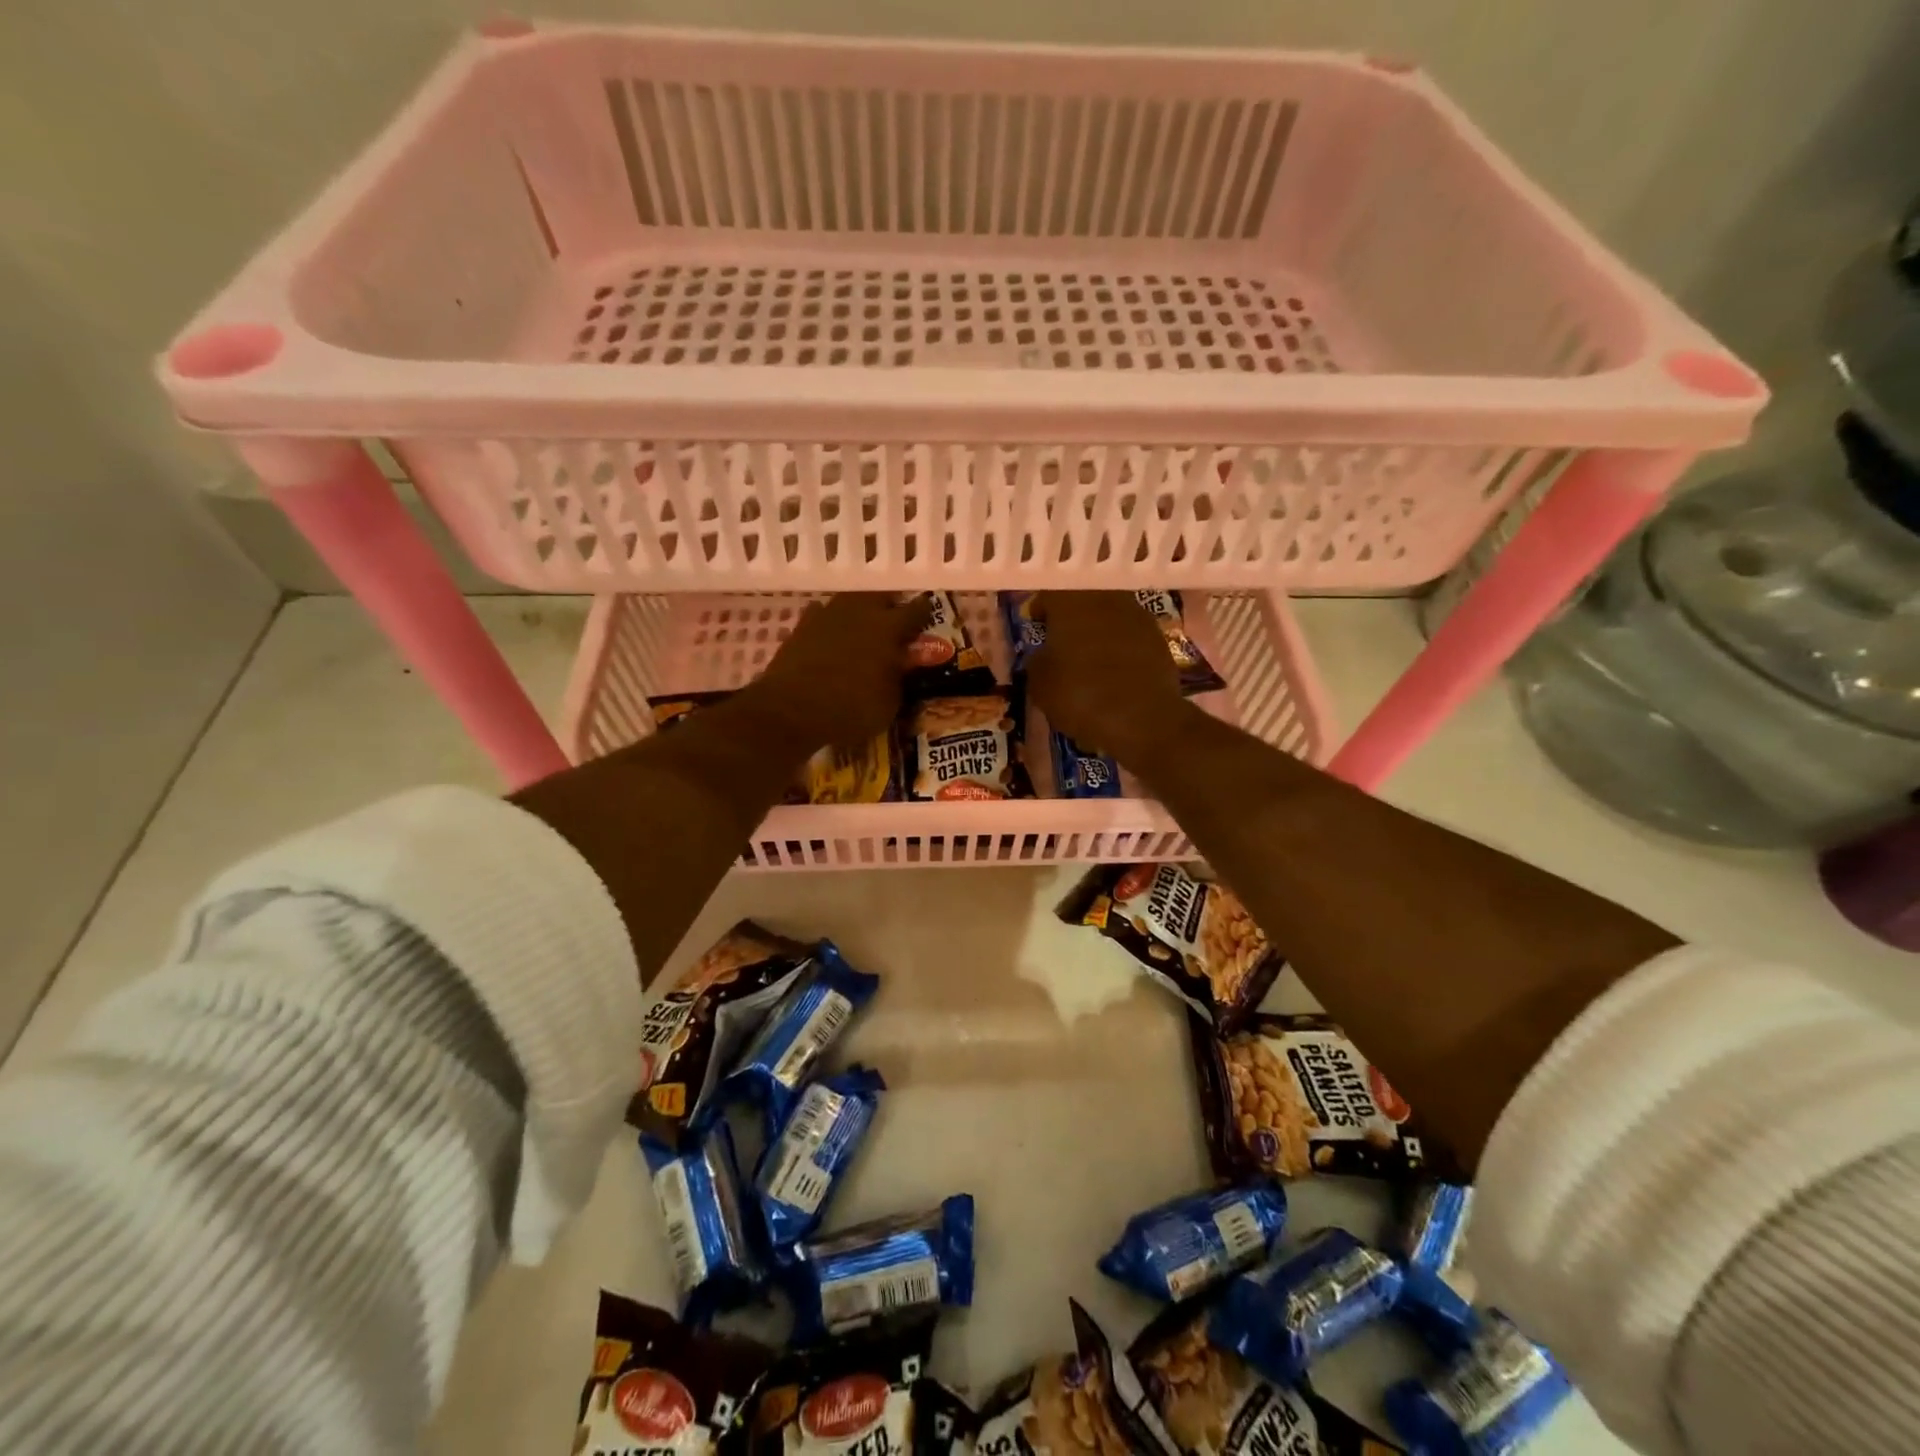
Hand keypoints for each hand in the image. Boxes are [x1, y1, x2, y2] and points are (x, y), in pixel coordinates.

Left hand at [743, 593, 932, 749]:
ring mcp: (828, 614)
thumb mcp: (890, 703)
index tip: (928, 621)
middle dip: (891, 608)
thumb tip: (901, 666)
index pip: (917, 610)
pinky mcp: (802, 626)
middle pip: (882, 597)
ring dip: (860, 612)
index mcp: (889, 628)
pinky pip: (822, 615)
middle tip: (895, 625)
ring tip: (864, 629)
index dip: (925, 614)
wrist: (791, 709)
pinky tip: (832, 636)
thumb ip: (899, 678)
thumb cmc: (851, 708)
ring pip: (851, 601)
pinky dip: (831, 623)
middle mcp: (861, 612)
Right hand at [1026, 591, 1194, 766]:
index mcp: (1071, 600)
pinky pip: (1130, 634)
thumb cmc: (1080, 694)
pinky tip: (1115, 671)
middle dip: (1072, 618)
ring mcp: (1137, 614)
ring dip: (1098, 631)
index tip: (1038, 627)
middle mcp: (1105, 597)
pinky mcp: (1159, 637)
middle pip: (1083, 599)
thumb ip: (1037, 659)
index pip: (1049, 591)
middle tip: (1063, 643)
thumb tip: (1043, 654)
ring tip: (1090, 659)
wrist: (1141, 718)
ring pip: (1109, 614)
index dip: (1041, 609)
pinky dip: (1121, 647)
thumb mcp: (1040, 682)